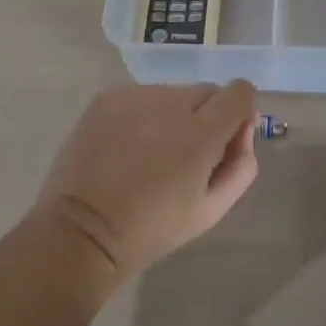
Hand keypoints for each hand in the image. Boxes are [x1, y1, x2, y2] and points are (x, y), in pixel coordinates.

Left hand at [35, 80, 260, 285]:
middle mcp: (170, 104)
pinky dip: (143, 114)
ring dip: (173, 115)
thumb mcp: (210, 211)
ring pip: (173, 93)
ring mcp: (135, 96)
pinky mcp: (108, 97)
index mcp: (200, 134)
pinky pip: (141, 96)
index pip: (239, 92)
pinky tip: (127, 146)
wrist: (81, 233)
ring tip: (151, 153)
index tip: (227, 137)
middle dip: (206, 116)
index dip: (240, 111)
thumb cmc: (151, 229)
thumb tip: (244, 131)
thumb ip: (241, 166)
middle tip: (187, 153)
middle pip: (207, 92)